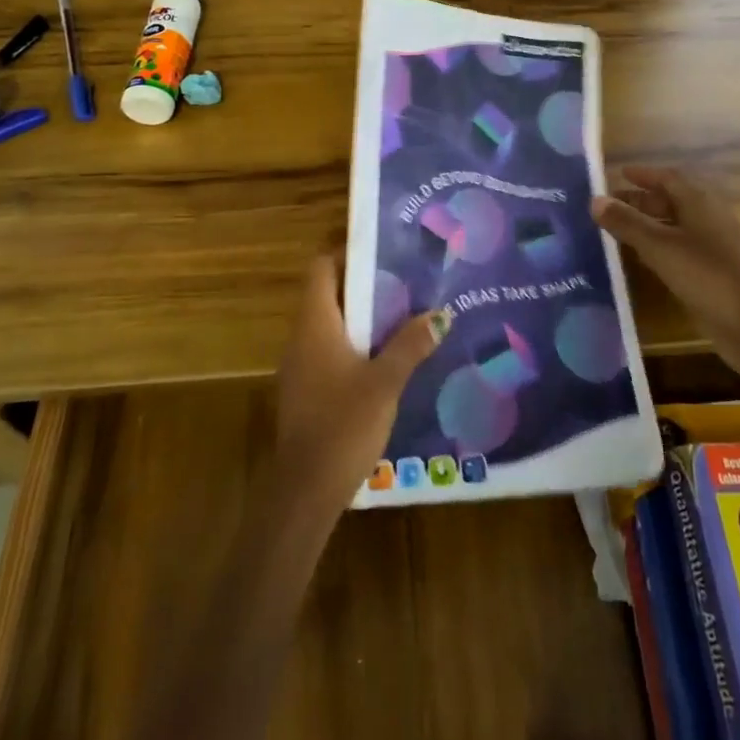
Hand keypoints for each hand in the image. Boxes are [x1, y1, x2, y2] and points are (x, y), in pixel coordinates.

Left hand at [272, 254, 450, 516]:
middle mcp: (302, 337)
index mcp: (315, 324)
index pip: (320, 268)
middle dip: (363, 283)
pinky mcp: (306, 389)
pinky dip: (354, 343)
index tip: (381, 249)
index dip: (346, 252)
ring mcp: (300, 365)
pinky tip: (386, 356)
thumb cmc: (342, 424)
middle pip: (328, 293)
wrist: (305, 490)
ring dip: (361, 315)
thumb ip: (410, 345)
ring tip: (403, 312)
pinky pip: (329, 350)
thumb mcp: (385, 382)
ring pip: (330, 324)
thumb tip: (439, 314)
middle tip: (404, 278)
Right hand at [591, 166, 739, 381]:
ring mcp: (713, 250)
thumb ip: (627, 223)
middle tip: (606, 207)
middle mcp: (708, 220)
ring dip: (646, 227)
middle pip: (670, 202)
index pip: (668, 178)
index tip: (617, 174)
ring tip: (614, 232)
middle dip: (640, 201)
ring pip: (674, 229)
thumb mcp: (661, 247)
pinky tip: (639, 262)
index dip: (643, 175)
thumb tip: (595, 199)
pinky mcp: (712, 277)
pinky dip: (657, 251)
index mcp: (700, 203)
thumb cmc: (709, 277)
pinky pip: (679, 253)